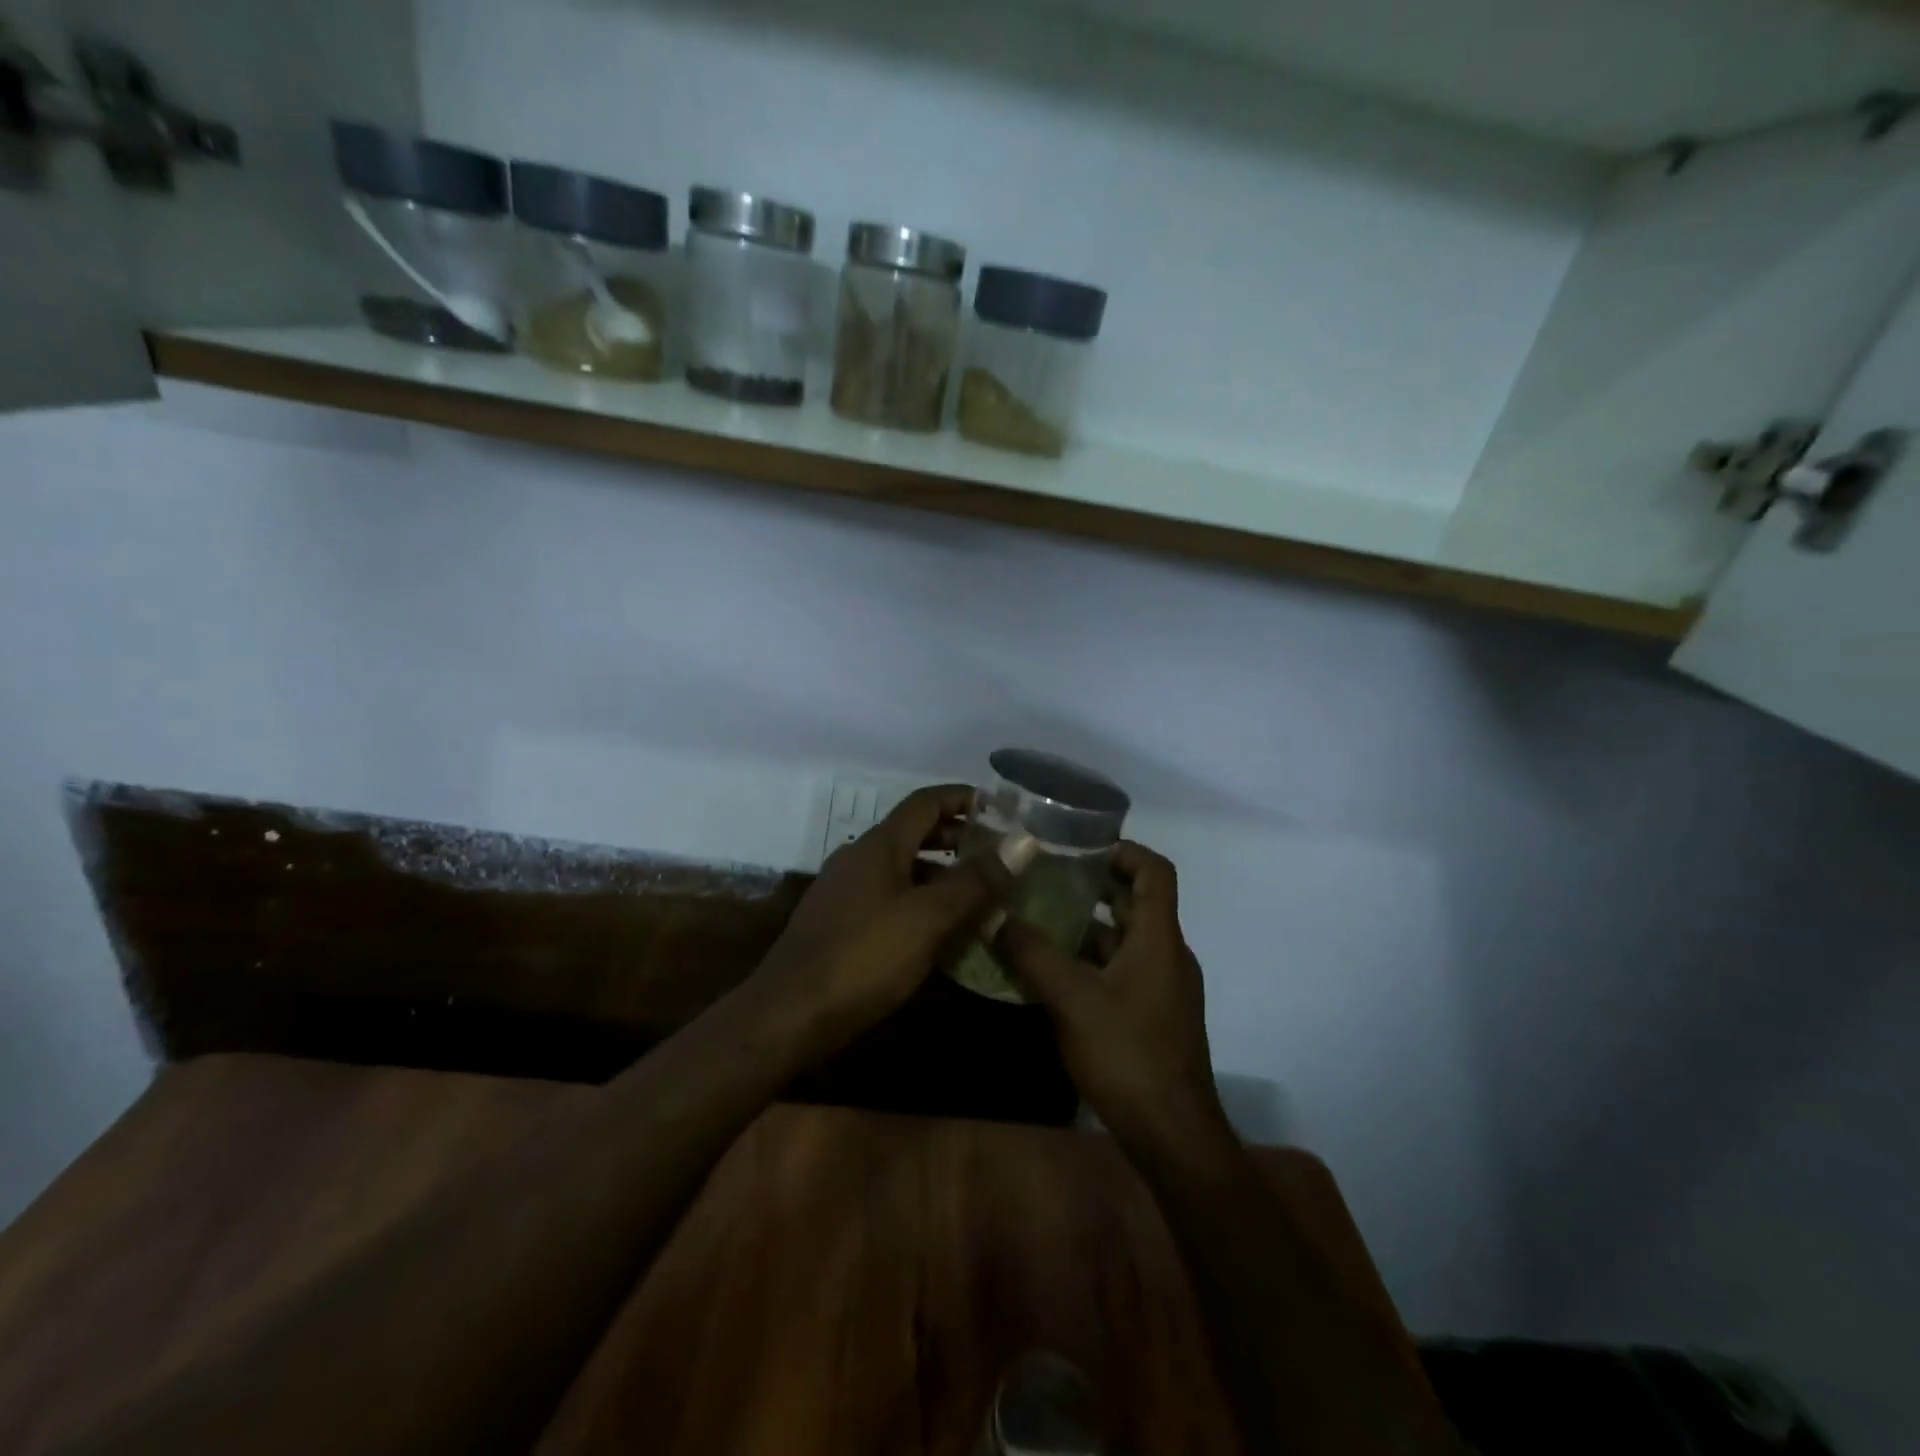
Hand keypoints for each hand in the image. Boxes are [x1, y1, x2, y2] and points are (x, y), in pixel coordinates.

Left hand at [752, 784, 1010, 1059]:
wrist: (788, 1015)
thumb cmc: (863, 958)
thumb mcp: (929, 918)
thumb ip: (976, 881)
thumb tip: (1023, 842)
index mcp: (878, 845)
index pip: (926, 802)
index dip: (963, 798)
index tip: (1001, 807)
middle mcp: (858, 858)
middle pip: (913, 833)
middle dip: (956, 837)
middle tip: (997, 852)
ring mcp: (844, 892)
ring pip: (902, 868)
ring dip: (940, 873)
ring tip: (979, 892)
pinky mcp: (839, 924)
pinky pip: (888, 897)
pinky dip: (920, 901)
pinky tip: (940, 930)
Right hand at [996, 842, 1231, 1156]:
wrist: (1172, 1134)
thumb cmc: (1127, 1054)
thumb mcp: (1071, 999)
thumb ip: (1032, 954)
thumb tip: (995, 916)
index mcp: (1159, 938)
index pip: (1155, 871)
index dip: (1122, 850)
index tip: (1080, 847)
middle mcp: (1167, 954)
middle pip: (1135, 902)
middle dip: (1092, 886)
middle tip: (1045, 877)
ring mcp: (1162, 986)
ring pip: (1124, 939)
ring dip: (1087, 925)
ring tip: (1038, 918)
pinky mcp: (1153, 1013)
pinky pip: (1122, 969)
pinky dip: (1091, 960)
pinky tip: (1052, 971)